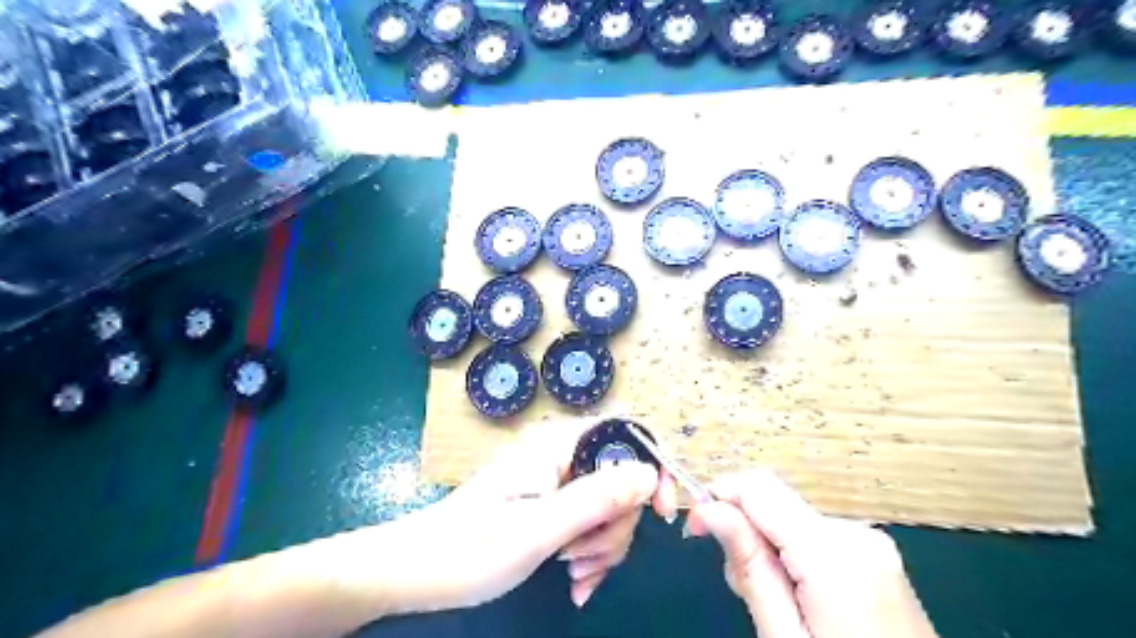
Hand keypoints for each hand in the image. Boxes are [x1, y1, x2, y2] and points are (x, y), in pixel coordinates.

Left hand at [369, 416, 677, 615]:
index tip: (660, 512)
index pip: (625, 433)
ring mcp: (556, 482)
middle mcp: (561, 456)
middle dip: (617, 524)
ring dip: (602, 545)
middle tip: (587, 559)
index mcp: (558, 446)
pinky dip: (590, 552)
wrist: (417, 570)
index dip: (652, 466)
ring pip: (609, 506)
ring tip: (574, 574)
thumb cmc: (470, 548)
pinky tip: (575, 581)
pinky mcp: (550, 505)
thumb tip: (649, 473)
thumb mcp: (539, 528)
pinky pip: (589, 523)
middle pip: (622, 478)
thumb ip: (596, 498)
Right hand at [688, 470, 936, 636]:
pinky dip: (793, 555)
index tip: (695, 528)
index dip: (718, 496)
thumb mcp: (784, 637)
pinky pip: (815, 536)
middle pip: (774, 503)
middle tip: (739, 588)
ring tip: (771, 602)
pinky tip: (798, 597)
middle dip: (744, 531)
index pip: (758, 487)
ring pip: (791, 519)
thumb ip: (749, 566)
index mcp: (834, 551)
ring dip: (767, 547)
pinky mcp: (876, 555)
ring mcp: (872, 543)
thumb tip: (709, 508)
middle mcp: (855, 533)